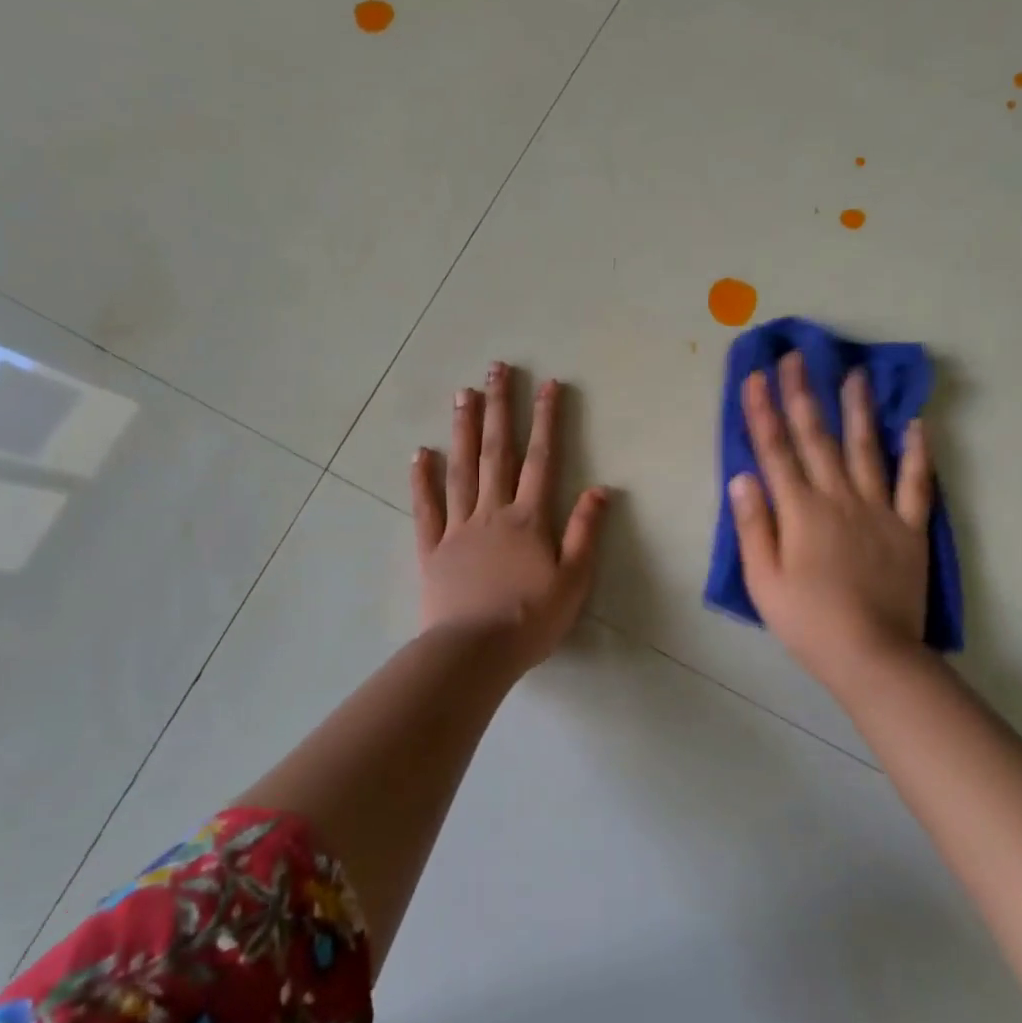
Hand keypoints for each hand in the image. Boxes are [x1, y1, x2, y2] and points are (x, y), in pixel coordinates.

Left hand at [411, 362, 609, 669]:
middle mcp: (492, 512)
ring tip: (462, 393)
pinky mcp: (432, 549)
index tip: (548, 384)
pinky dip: (423, 480)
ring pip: (461, 469)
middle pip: (497, 451)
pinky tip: (421, 453)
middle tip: (496, 369)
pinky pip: (426, 508)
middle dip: (500, 407)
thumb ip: (585, 532)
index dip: (547, 420)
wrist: (474, 653)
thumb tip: (601, 488)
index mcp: (528, 519)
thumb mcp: (574, 580)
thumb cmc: (531, 619)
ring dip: (463, 430)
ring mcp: (458, 527)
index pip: (541, 459)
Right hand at [728, 352, 932, 682]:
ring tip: (856, 373)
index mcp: (800, 510)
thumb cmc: (808, 621)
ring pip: (866, 448)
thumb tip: (742, 476)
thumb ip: (753, 525)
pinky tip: (917, 425)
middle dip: (804, 394)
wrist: (873, 655)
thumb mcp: (763, 580)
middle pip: (817, 437)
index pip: (775, 450)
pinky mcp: (909, 527)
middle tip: (798, 357)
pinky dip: (917, 453)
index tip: (757, 375)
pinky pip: (916, 483)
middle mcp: (838, 497)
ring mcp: (878, 509)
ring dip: (858, 409)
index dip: (763, 411)